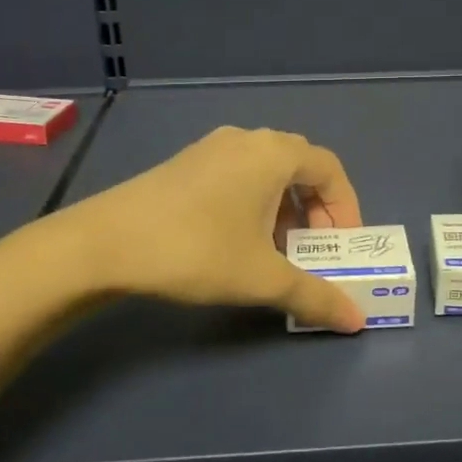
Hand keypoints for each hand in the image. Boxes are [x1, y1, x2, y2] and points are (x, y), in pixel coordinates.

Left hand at [64, 126, 366, 331]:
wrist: (103, 243)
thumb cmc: (196, 250)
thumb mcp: (262, 278)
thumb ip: (315, 296)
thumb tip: (358, 321)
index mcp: (274, 153)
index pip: (330, 169)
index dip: (346, 208)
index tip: (344, 246)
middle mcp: (247, 139)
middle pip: (301, 166)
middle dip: (316, 209)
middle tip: (314, 248)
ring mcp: (212, 147)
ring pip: (267, 171)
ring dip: (284, 207)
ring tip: (276, 250)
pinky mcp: (185, 163)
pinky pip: (238, 174)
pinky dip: (254, 202)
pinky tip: (236, 239)